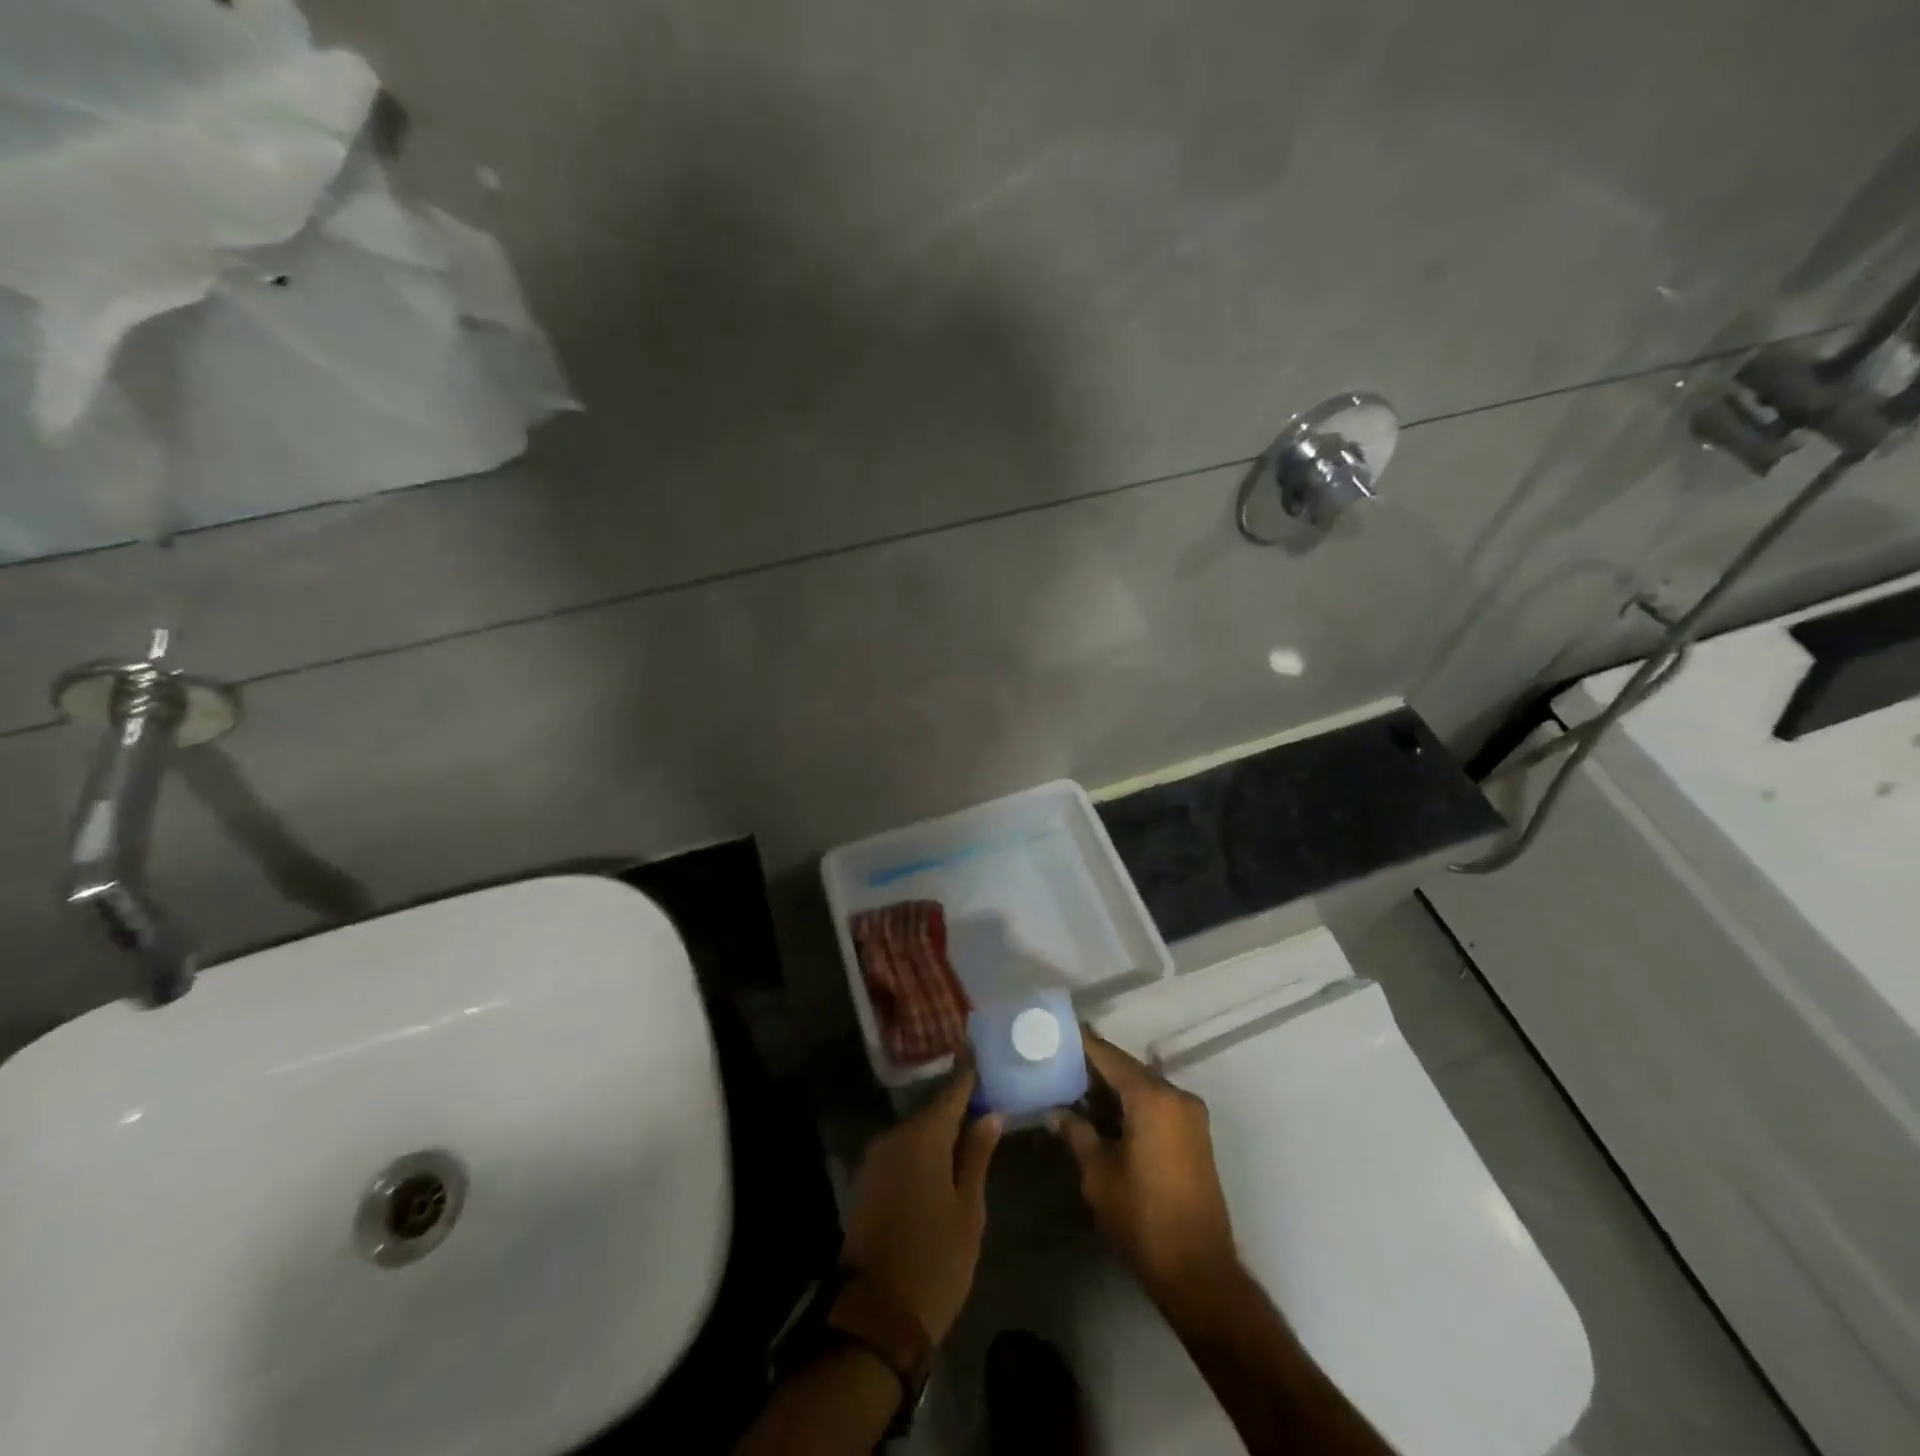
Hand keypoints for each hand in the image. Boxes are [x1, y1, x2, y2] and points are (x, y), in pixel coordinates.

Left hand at [841, 1069, 1003, 1343]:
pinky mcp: (869, 1178)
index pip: (953, 1089)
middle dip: (960, 1103)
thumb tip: (990, 1113)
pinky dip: (924, 1146)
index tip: (987, 1054)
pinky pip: (903, 1148)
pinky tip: (945, 1157)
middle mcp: (896, 1135)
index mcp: (923, 1136)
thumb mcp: (969, 1210)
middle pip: (934, 1108)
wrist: (875, 1316)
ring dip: (941, 1127)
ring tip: (973, 1127)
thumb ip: (978, 1155)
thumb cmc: (934, 1261)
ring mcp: (878, 1157)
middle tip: (989, 1097)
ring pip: (918, 1129)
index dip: (971, 1073)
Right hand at [1052, 1033, 1238, 1306]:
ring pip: (1143, 1087)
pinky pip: (1157, 1105)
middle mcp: (1175, 1096)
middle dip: (1094, 1067)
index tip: (1056, 1032)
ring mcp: (1190, 1116)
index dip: (1081, 1043)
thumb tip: (1056, 1111)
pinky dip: (1131, 1104)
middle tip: (1058, 1062)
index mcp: (1152, 1098)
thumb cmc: (1142, 1218)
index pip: (1108, 1056)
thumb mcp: (1098, 1174)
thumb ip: (1076, 1133)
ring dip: (1113, 1088)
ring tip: (1074, 1088)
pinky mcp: (1195, 1136)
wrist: (1199, 1272)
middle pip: (1128, 1069)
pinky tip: (1104, 1115)